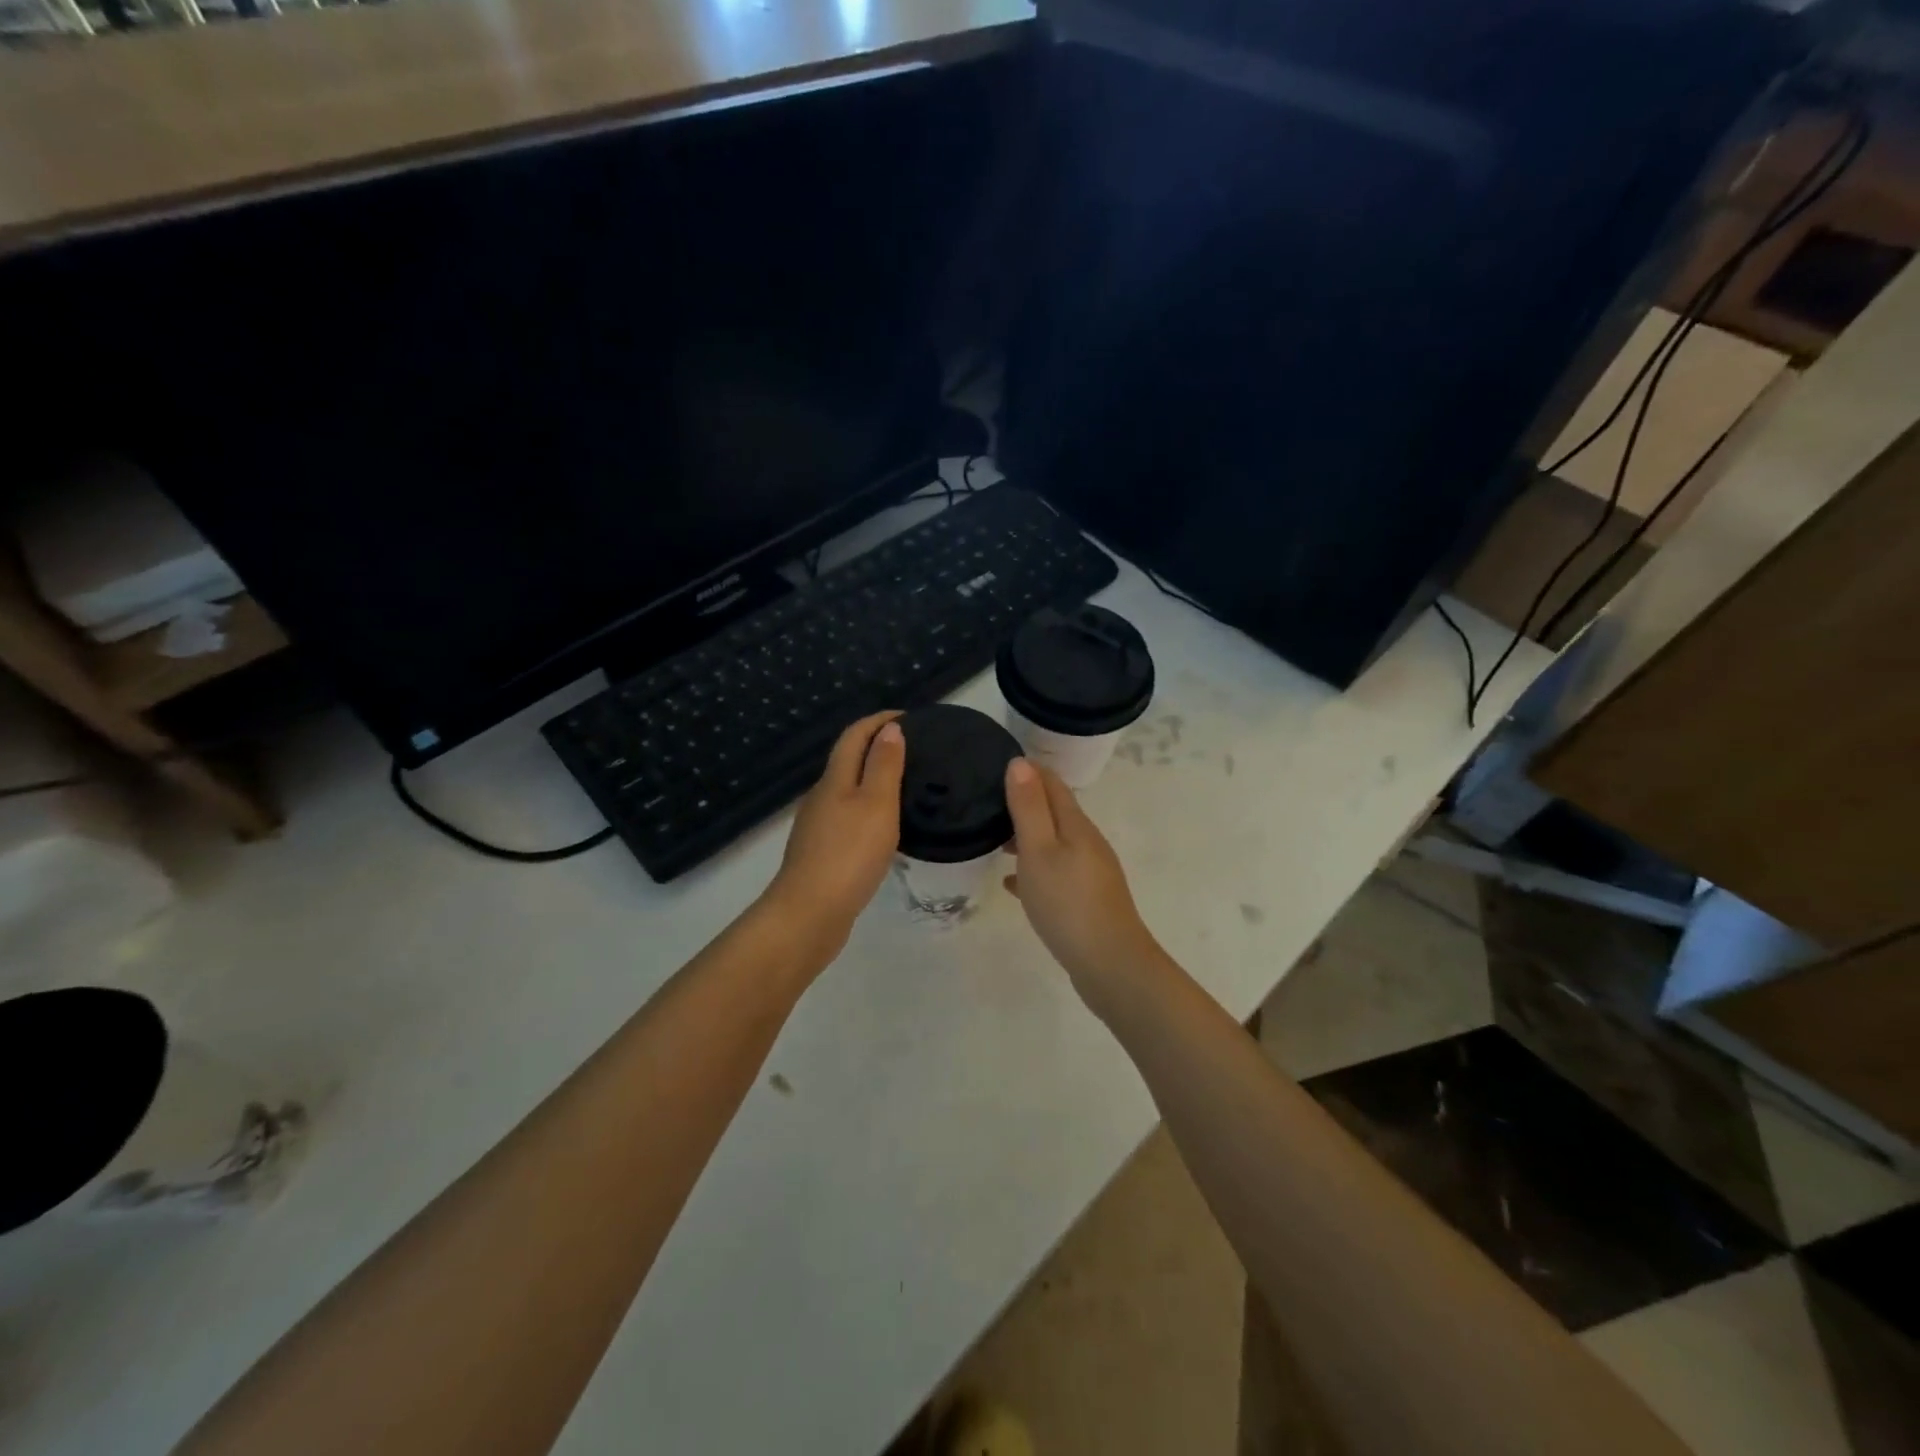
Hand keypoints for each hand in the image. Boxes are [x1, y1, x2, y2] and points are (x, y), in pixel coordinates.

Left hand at [761, 712, 905, 956]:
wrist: (809, 913)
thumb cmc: (849, 854)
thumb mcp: (876, 804)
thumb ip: (884, 766)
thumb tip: (889, 730)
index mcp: (834, 780)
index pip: (854, 736)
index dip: (878, 720)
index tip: (909, 717)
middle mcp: (821, 797)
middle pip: (847, 760)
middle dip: (877, 747)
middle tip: (914, 750)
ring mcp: (817, 826)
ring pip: (847, 790)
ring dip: (872, 779)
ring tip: (905, 787)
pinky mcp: (820, 853)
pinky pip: (847, 818)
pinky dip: (867, 809)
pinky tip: (883, 828)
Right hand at [1003, 757, 1167, 1016]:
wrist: (1110, 965)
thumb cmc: (1067, 903)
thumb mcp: (1039, 851)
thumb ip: (1029, 807)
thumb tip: (1020, 762)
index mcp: (1076, 825)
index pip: (1052, 783)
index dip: (1027, 771)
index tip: (996, 764)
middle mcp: (1087, 842)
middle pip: (1054, 812)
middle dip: (1024, 803)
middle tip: (987, 804)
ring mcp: (1090, 872)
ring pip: (1053, 843)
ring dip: (1027, 837)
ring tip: (994, 842)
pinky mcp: (1087, 899)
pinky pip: (1056, 872)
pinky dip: (1034, 869)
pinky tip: (1013, 884)